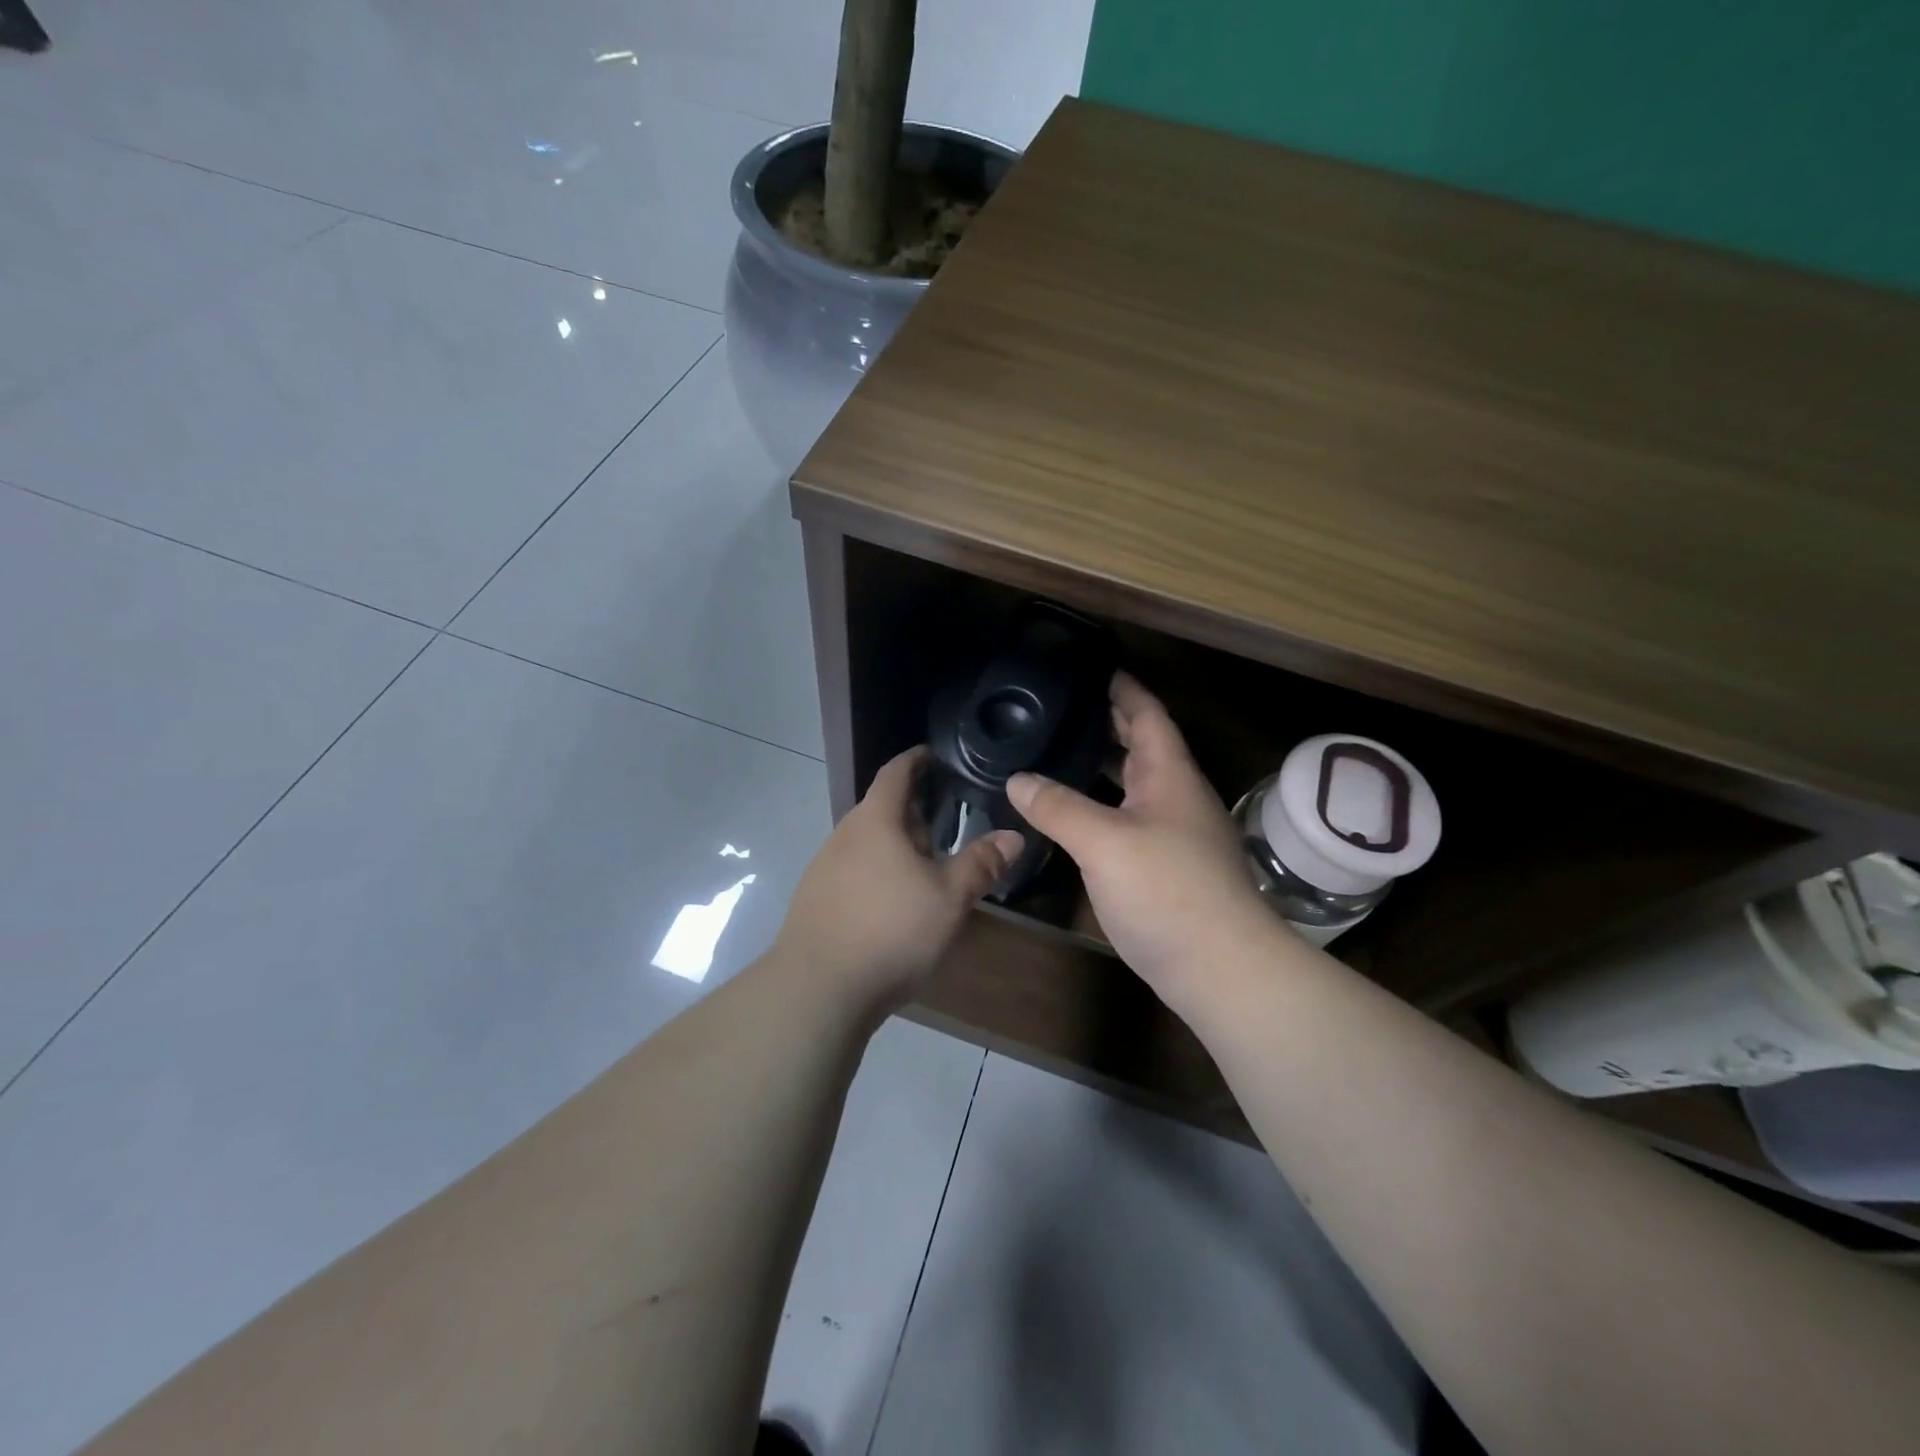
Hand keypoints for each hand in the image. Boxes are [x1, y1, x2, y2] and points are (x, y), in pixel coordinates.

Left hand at [777, 747, 1023, 1007]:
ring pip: (867, 843)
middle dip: (914, 813)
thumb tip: (1014, 836)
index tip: (935, 755)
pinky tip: (893, 903)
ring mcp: (823, 868)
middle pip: (881, 809)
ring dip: (895, 846)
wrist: (817, 990)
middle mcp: (843, 835)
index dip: (916, 760)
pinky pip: (853, 870)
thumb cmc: (890, 931)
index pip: (895, 773)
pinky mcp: (815, 900)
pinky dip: (877, 872)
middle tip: (947, 825)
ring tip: (925, 866)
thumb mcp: (949, 898)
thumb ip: (982, 864)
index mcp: (875, 821)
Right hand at [1007, 674, 1281, 1014]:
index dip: (1122, 688)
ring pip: (1133, 786)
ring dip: (1101, 768)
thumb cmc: (1167, 890)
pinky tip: (1071, 817)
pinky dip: (1100, 807)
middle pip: (1141, 746)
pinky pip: (1128, 821)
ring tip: (1056, 755)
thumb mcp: (1104, 842)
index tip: (1091, 669)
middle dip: (1107, 724)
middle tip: (1060, 710)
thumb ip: (1058, 807)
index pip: (1146, 714)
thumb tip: (1017, 779)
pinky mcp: (1166, 868)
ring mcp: (1174, 834)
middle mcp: (1175, 797)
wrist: (1221, 968)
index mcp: (1169, 775)